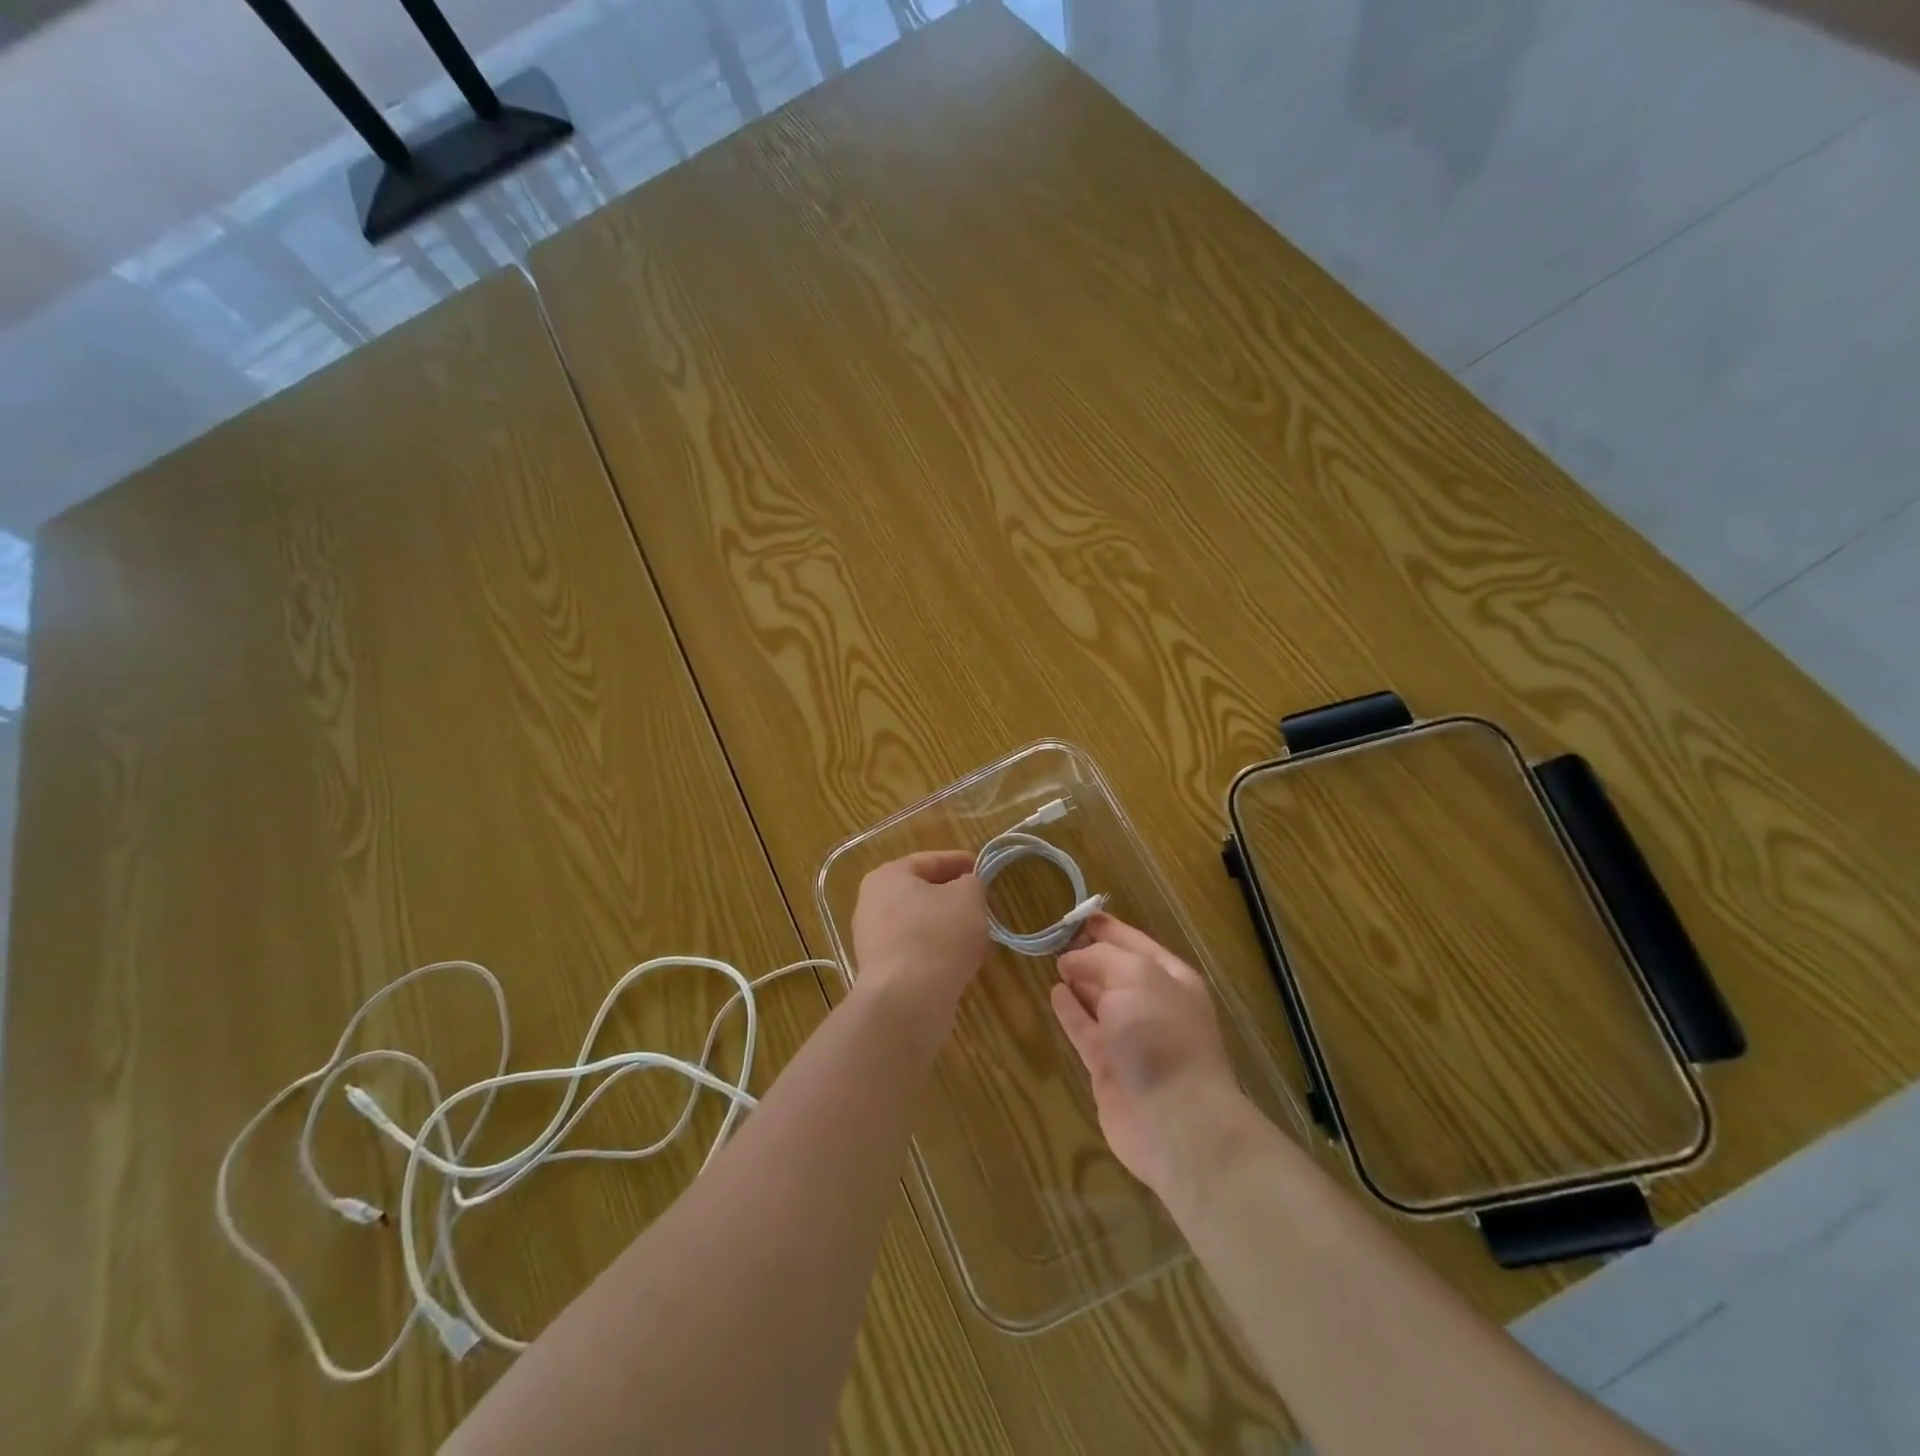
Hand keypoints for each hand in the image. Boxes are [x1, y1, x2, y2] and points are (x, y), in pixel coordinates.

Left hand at [850, 851, 989, 1036]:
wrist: (907, 1001)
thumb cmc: (937, 936)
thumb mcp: (967, 898)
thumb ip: (971, 883)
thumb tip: (965, 886)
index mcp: (887, 877)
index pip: (929, 861)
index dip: (959, 862)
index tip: (983, 868)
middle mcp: (872, 904)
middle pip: (921, 892)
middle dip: (952, 896)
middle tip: (981, 901)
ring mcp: (872, 940)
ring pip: (918, 923)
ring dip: (945, 926)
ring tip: (975, 934)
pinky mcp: (881, 972)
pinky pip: (914, 951)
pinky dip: (936, 951)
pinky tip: (959, 961)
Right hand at [1051, 914, 1241, 1196]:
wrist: (1175, 1120)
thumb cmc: (1161, 1035)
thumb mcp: (1136, 977)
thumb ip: (1100, 958)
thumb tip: (1071, 959)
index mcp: (1170, 977)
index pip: (1133, 941)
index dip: (1106, 927)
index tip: (1076, 915)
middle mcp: (1152, 1003)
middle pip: (1114, 969)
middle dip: (1088, 952)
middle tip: (1056, 936)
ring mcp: (1130, 1037)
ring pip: (1098, 999)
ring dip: (1078, 980)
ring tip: (1053, 960)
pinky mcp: (1107, 1066)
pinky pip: (1084, 1028)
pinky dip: (1069, 1010)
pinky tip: (1054, 993)